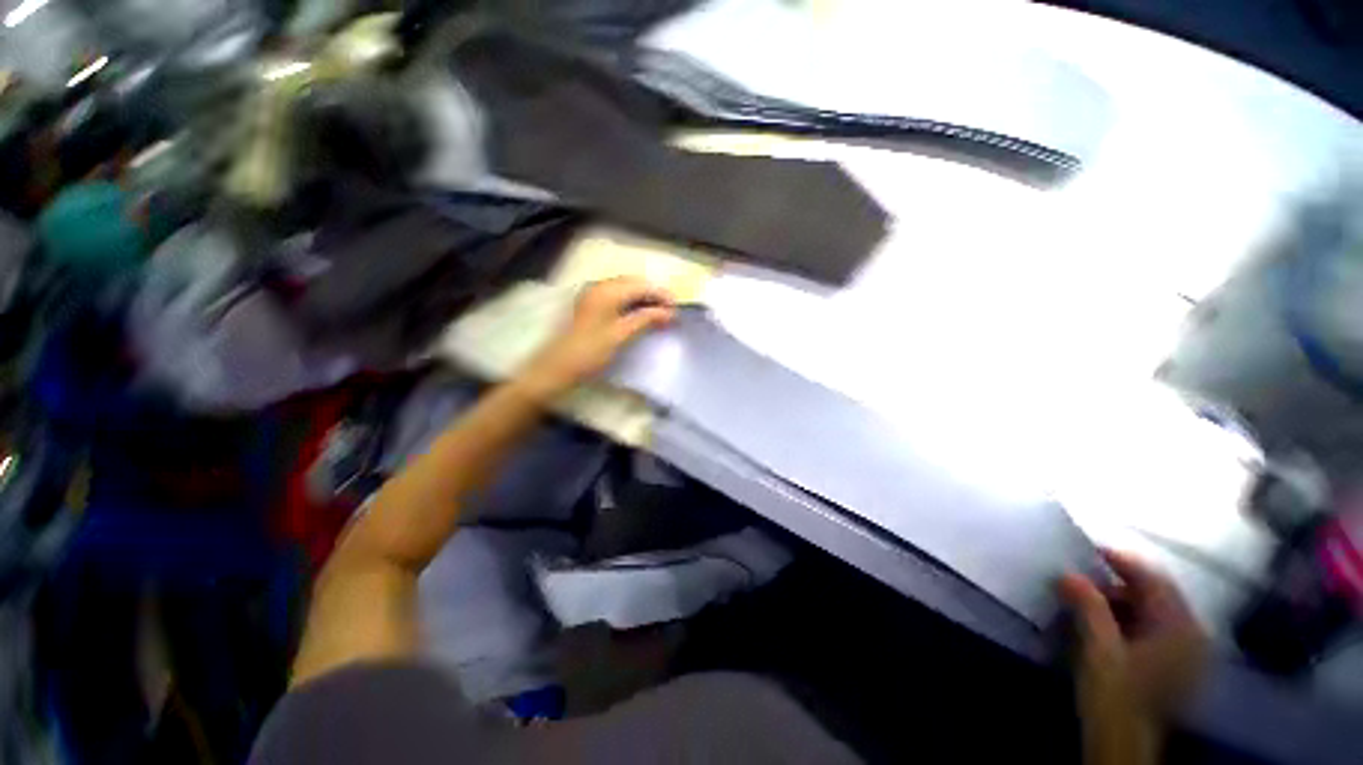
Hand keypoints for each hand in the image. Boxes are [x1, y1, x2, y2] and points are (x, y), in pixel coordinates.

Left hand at [517, 277, 675, 401]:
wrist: (557, 367)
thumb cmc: (590, 352)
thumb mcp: (621, 335)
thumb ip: (646, 319)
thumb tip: (670, 312)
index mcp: (607, 291)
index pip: (642, 285)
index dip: (662, 295)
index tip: (678, 310)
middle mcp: (599, 286)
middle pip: (634, 283)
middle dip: (654, 295)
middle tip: (671, 313)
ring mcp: (593, 295)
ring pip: (626, 289)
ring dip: (644, 299)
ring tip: (659, 315)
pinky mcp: (590, 305)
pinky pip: (617, 296)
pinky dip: (632, 303)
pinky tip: (640, 315)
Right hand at [1060, 549, 1208, 721]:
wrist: (1127, 742)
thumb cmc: (1116, 693)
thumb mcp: (1098, 648)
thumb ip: (1088, 607)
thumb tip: (1068, 574)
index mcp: (1180, 627)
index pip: (1155, 579)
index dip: (1122, 561)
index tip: (1090, 550)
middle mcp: (1194, 635)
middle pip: (1158, 596)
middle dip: (1119, 585)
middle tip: (1083, 582)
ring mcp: (1191, 654)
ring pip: (1157, 614)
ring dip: (1124, 604)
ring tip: (1091, 605)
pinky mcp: (1180, 668)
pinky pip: (1159, 631)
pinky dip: (1134, 622)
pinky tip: (1111, 629)